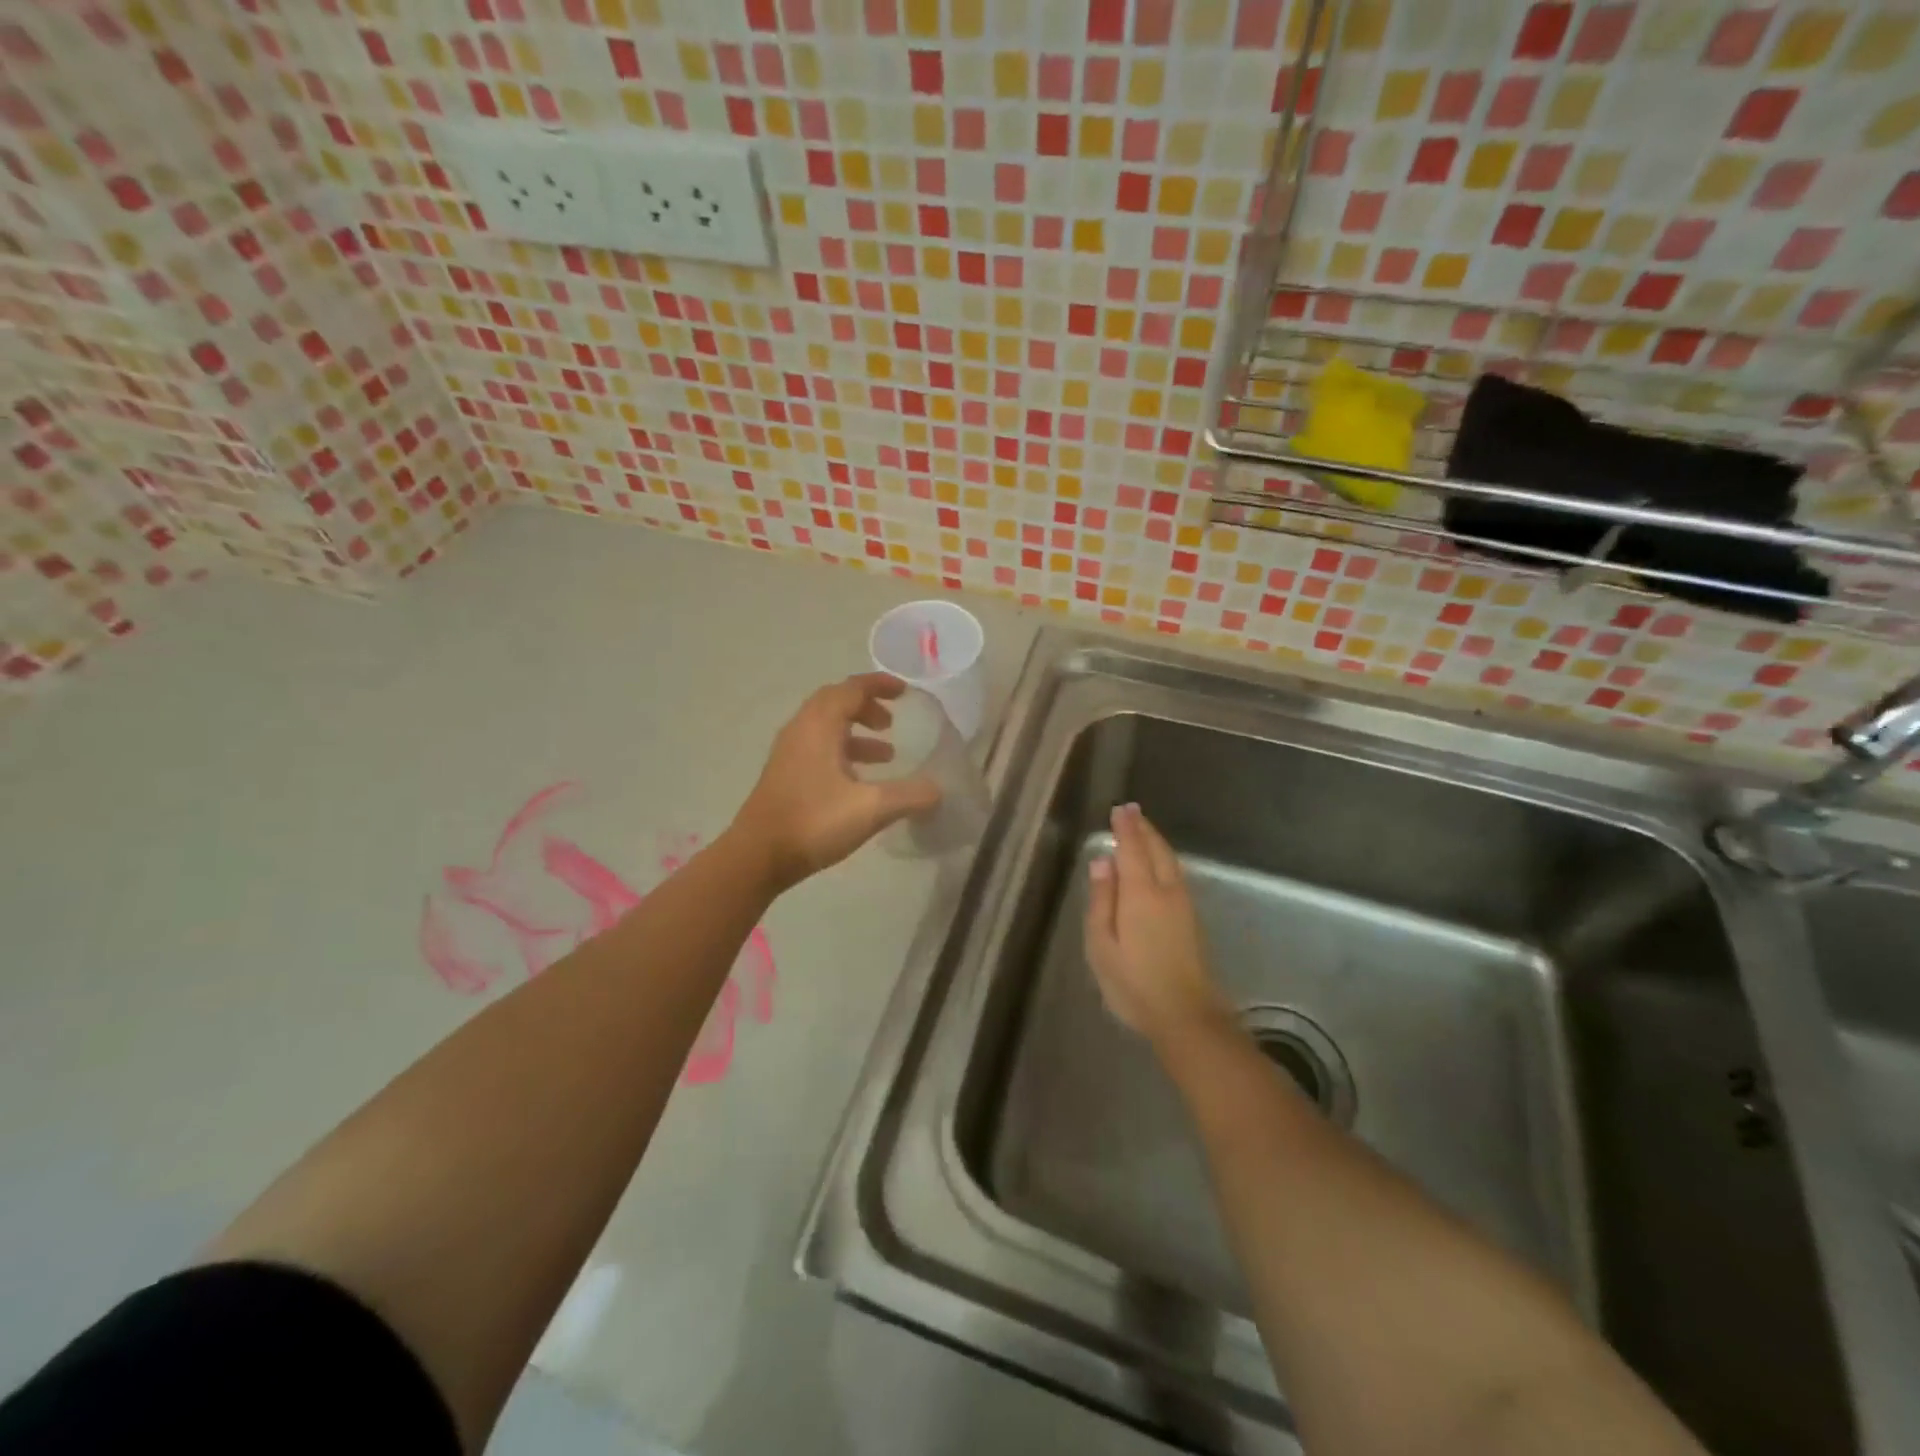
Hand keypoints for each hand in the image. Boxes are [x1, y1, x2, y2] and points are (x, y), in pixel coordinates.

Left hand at [729, 673, 941, 892]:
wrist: (758, 856)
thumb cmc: (814, 822)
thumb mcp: (871, 809)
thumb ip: (909, 796)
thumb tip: (938, 790)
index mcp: (819, 726)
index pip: (851, 689)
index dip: (879, 685)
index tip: (904, 692)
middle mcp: (801, 730)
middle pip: (836, 703)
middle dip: (867, 706)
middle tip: (892, 721)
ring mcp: (789, 753)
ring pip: (826, 728)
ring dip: (856, 733)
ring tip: (887, 754)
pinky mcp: (785, 775)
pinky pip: (818, 748)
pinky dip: (843, 752)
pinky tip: (859, 781)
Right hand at [1085, 804, 1231, 1050]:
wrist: (1186, 1015)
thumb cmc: (1134, 983)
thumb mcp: (1102, 944)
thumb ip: (1101, 900)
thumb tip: (1102, 862)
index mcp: (1141, 893)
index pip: (1132, 849)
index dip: (1126, 828)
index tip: (1120, 809)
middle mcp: (1166, 890)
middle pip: (1156, 849)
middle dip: (1143, 829)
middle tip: (1131, 812)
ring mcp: (1183, 905)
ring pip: (1169, 861)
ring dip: (1155, 841)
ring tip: (1142, 831)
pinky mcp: (1191, 919)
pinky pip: (1175, 873)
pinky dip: (1163, 858)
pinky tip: (1157, 863)